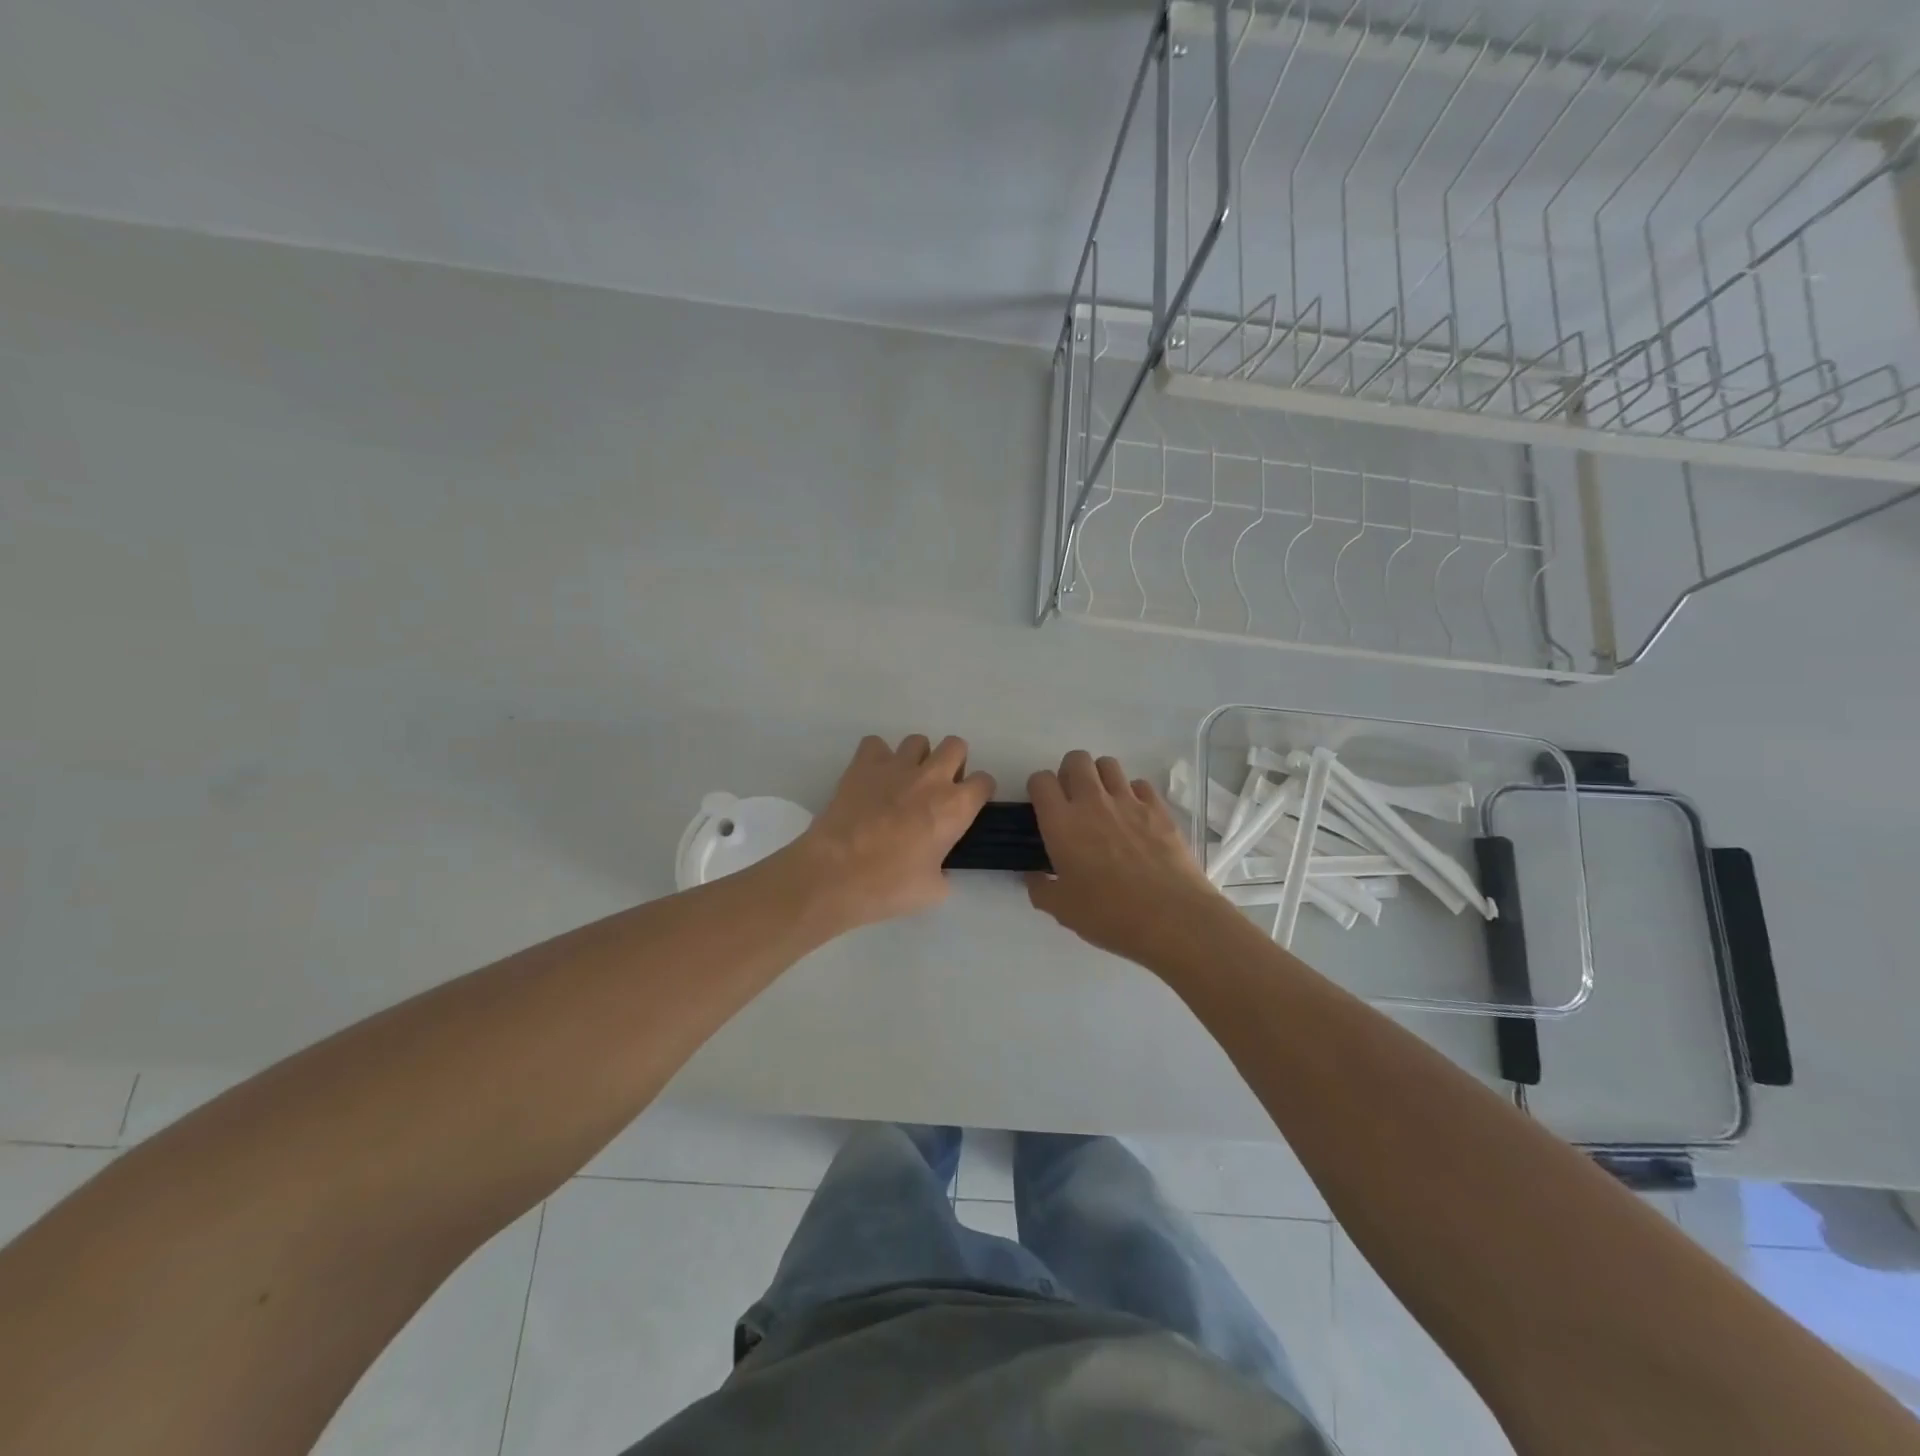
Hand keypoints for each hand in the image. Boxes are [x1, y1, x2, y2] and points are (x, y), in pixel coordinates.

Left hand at [787, 734, 994, 932]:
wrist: (836, 873)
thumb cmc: (889, 886)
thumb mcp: (933, 891)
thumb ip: (944, 873)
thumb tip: (938, 869)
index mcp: (955, 807)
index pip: (984, 781)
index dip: (979, 792)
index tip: (968, 806)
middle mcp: (931, 778)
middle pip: (956, 746)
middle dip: (953, 763)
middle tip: (938, 788)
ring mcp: (896, 766)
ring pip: (917, 741)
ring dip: (917, 758)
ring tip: (903, 782)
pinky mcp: (863, 764)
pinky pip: (875, 744)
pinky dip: (876, 757)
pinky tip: (872, 777)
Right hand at [1025, 750, 1224, 963]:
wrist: (1171, 917)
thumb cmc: (1109, 914)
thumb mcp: (1062, 910)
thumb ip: (1041, 889)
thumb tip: (1034, 878)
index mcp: (1062, 823)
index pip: (1040, 781)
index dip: (1038, 788)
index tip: (1044, 807)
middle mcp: (1092, 802)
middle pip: (1076, 760)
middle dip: (1069, 772)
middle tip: (1073, 800)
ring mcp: (1128, 801)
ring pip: (1108, 764)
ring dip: (1100, 777)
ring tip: (1104, 802)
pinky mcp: (1158, 808)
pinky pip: (1140, 784)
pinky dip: (1133, 793)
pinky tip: (1135, 816)